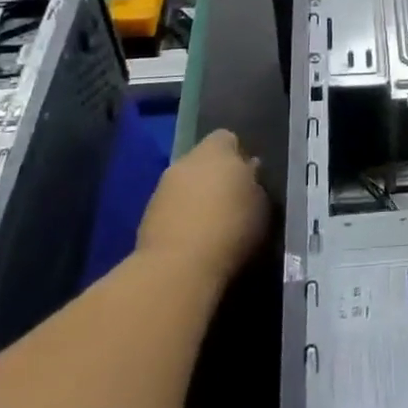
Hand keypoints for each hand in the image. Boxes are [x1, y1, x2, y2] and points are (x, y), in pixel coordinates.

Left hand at [136, 129, 268, 287]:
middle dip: (215, 177)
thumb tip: (249, 172)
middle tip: (231, 201)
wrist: (178, 268)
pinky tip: (193, 241)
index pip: (227, 138)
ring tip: (212, 225)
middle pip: (203, 161)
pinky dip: (180, 218)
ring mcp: (162, 188)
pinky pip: (171, 209)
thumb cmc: (231, 228)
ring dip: (196, 198)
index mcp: (217, 149)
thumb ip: (255, 184)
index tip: (248, 177)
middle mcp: (186, 161)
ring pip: (185, 185)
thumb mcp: (261, 205)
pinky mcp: (146, 216)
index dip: (237, 155)